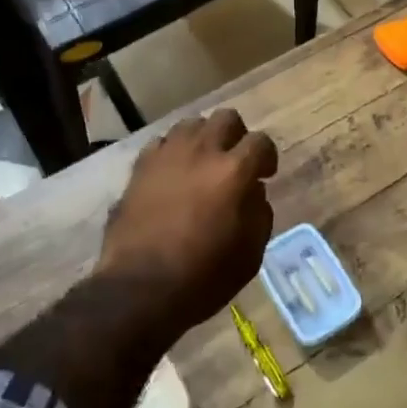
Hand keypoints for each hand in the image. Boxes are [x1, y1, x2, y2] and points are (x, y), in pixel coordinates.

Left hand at [97, 108, 278, 341]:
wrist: (139, 289)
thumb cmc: (202, 277)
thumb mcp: (250, 254)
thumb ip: (259, 213)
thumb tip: (253, 190)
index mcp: (234, 171)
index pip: (260, 141)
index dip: (267, 156)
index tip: (265, 174)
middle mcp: (201, 152)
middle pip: (226, 118)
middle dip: (237, 136)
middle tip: (235, 161)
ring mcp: (167, 155)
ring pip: (192, 124)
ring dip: (203, 139)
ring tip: (202, 163)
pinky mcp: (140, 166)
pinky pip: (162, 143)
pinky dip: (173, 152)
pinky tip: (173, 173)